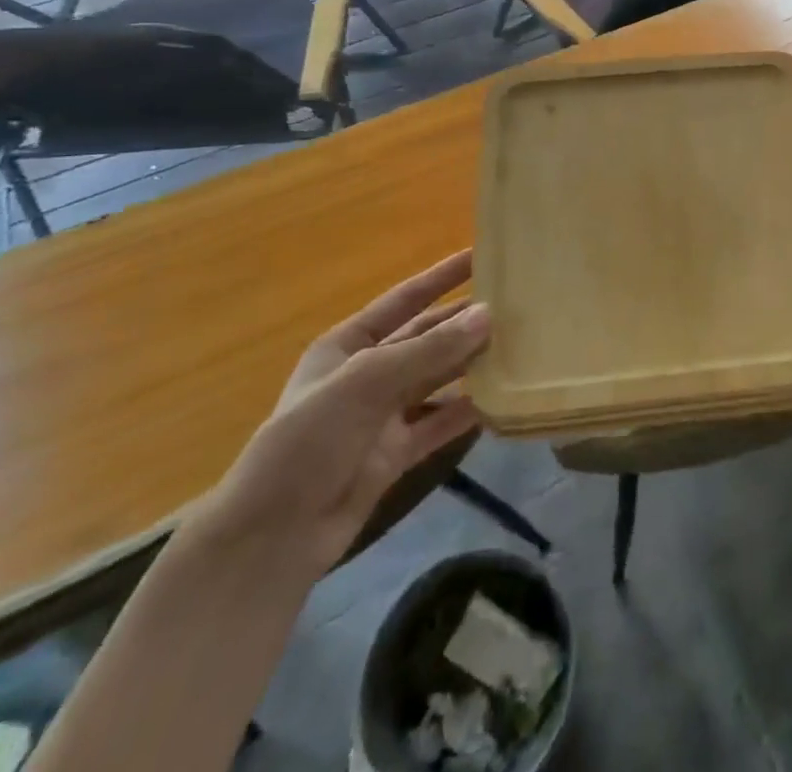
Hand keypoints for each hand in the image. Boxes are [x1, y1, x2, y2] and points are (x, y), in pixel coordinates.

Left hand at [203, 251, 490, 573]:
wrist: (273, 537)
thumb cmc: (309, 440)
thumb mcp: (366, 382)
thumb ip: (429, 349)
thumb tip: (488, 314)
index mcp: (348, 344)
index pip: (404, 299)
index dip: (441, 276)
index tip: (482, 254)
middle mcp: (368, 373)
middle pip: (426, 337)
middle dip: (465, 320)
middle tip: (515, 303)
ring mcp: (383, 414)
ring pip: (438, 378)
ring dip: (471, 363)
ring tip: (519, 345)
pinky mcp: (397, 452)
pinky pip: (440, 422)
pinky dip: (468, 411)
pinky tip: (502, 399)